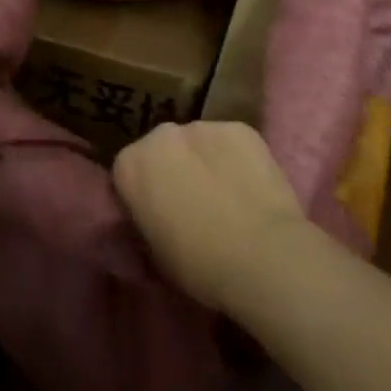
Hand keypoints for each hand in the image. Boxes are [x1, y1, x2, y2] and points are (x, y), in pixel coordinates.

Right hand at [112, 121, 317, 313]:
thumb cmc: (200, 265)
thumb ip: (144, 225)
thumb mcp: (154, 256)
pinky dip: (236, 159)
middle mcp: (161, 133)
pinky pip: (232, 142)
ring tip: (227, 196)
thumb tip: (150, 222)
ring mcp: (203, 125)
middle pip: (162, 150)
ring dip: (205, 162)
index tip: (157, 218)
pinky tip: (250, 187)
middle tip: (193, 205)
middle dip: (172, 170)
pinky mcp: (240, 128)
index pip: (127, 174)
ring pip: (198, 142)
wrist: (263, 257)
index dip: (142, 197)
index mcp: (130, 164)